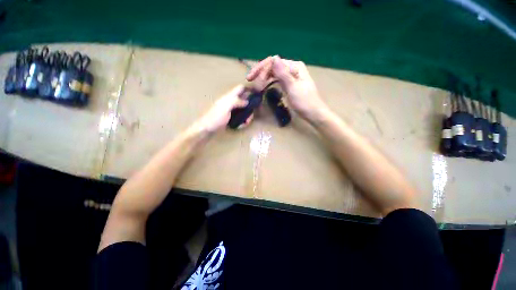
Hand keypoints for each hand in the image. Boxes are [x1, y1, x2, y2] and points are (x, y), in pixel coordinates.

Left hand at [194, 85, 249, 132]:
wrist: (207, 128)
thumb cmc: (215, 117)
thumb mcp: (225, 107)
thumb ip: (236, 101)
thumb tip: (247, 101)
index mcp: (229, 97)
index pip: (240, 88)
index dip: (249, 88)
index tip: (257, 93)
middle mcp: (232, 102)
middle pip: (245, 100)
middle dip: (250, 107)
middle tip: (251, 114)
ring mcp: (232, 111)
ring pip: (244, 110)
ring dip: (247, 116)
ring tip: (246, 122)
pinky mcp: (232, 118)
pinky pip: (241, 117)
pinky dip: (243, 121)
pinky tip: (242, 125)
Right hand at [246, 56, 328, 121]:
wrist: (313, 113)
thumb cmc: (304, 101)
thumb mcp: (292, 87)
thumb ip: (283, 73)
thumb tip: (274, 58)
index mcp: (294, 66)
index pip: (274, 62)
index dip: (261, 68)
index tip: (251, 79)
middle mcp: (292, 68)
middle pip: (273, 66)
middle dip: (261, 73)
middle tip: (251, 81)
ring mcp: (291, 76)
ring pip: (274, 73)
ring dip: (264, 77)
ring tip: (256, 85)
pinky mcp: (289, 84)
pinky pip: (277, 80)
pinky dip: (270, 82)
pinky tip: (264, 85)